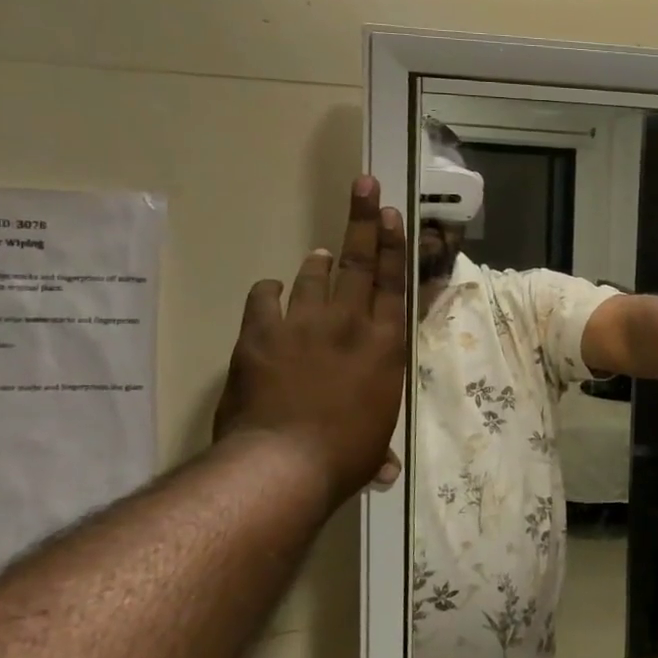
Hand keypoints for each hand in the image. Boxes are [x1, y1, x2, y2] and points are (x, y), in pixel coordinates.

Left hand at [213, 177, 408, 500]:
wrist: (282, 464)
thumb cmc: (343, 456)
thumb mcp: (374, 445)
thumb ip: (379, 446)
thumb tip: (387, 472)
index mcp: (385, 344)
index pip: (394, 283)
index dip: (395, 246)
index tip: (395, 214)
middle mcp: (349, 323)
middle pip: (358, 262)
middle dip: (364, 221)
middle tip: (365, 186)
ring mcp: (303, 323)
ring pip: (313, 276)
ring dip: (318, 261)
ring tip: (321, 251)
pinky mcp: (261, 333)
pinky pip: (265, 298)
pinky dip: (270, 292)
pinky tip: (271, 291)